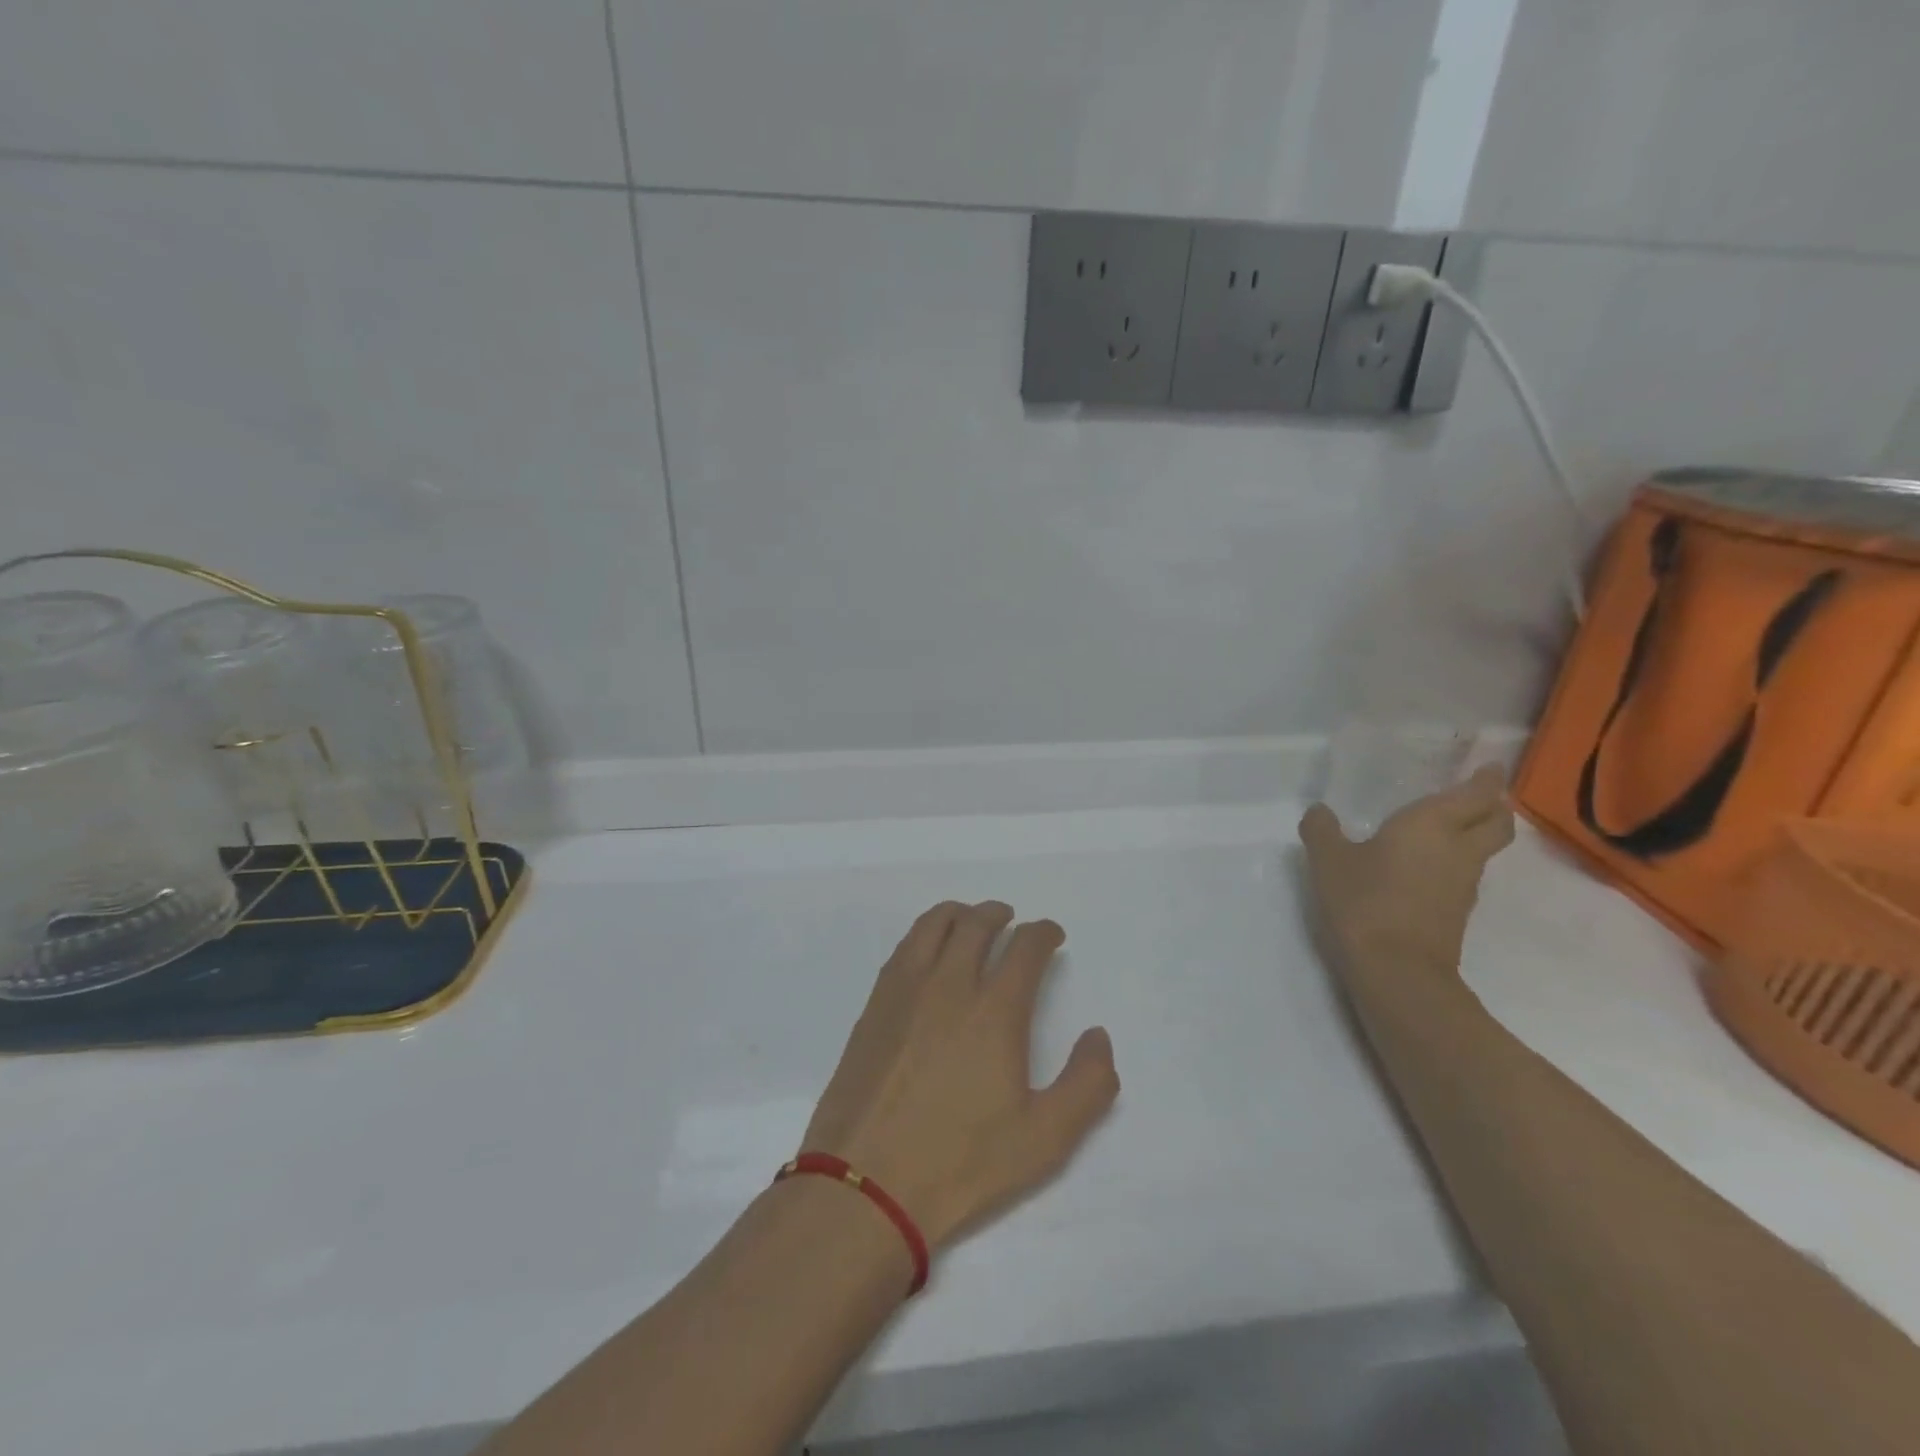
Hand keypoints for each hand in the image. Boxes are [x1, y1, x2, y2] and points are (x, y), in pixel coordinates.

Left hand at [801, 902, 1118, 1252]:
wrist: (866, 1183)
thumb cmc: (961, 1162)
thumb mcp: (1045, 1138)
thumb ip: (1087, 1084)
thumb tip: (1098, 1036)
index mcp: (995, 1011)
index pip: (1025, 948)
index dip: (1044, 933)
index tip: (1052, 936)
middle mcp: (949, 985)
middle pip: (977, 924)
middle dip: (1000, 915)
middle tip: (1012, 921)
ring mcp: (905, 990)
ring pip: (934, 924)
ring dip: (960, 913)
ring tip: (971, 921)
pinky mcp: (874, 1004)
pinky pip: (904, 946)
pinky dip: (925, 933)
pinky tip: (929, 952)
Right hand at [1298, 766, 1515, 989]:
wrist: (1396, 969)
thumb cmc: (1364, 900)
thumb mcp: (1328, 859)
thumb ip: (1322, 830)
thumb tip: (1319, 811)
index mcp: (1432, 824)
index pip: (1477, 794)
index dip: (1486, 779)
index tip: (1488, 766)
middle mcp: (1459, 849)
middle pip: (1497, 822)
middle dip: (1494, 805)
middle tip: (1477, 794)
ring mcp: (1463, 884)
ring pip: (1483, 849)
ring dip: (1476, 834)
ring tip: (1448, 826)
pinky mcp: (1457, 911)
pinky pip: (1465, 873)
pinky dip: (1455, 861)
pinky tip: (1426, 865)